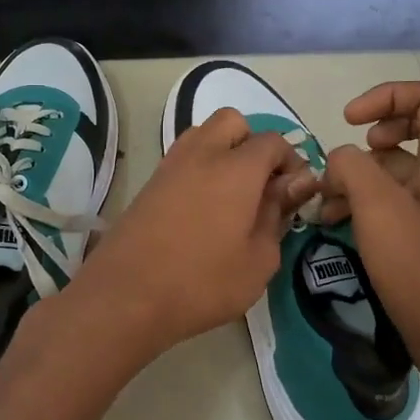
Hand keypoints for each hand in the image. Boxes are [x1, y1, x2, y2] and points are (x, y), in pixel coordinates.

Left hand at [71, 107, 317, 362]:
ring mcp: (170, 166)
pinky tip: (203, 209)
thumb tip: (289, 188)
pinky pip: (182, 159)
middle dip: (253, 144)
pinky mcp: (149, 184)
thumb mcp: (258, 261)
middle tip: (260, 187)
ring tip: (231, 197)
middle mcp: (202, 154)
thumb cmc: (202, 283)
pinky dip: (199, 169)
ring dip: (223, 152)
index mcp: (236, 168)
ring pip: (203, 135)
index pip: (273, 141)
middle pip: (233, 122)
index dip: (291, 163)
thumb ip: (277, 216)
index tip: (294, 196)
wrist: (125, 297)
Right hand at [318, 81, 419, 390]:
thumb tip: (340, 158)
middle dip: (379, 131)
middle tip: (352, 152)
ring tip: (326, 201)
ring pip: (406, 167)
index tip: (349, 121)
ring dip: (364, 174)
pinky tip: (339, 223)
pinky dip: (370, 201)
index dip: (389, 96)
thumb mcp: (379, 211)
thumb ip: (353, 168)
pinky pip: (402, 200)